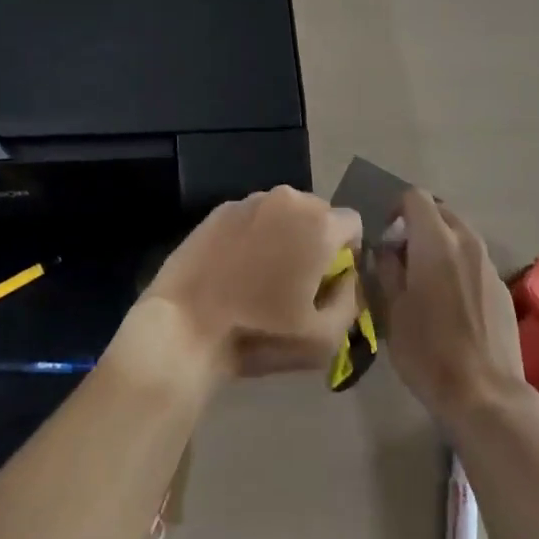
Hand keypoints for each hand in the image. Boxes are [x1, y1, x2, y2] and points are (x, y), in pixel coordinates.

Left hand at [136, 185, 362, 385]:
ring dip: (285, 235)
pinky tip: (236, 268)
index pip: (353, 223)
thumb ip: (351, 301)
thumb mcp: (325, 339)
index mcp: (318, 225)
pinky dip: (254, 235)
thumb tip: (348, 278)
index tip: (330, 282)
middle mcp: (288, 200)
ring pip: (284, 212)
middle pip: (318, 213)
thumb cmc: (261, 333)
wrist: (186, 326)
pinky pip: (253, 216)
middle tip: (298, 280)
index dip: (348, 253)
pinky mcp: (220, 209)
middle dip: (317, 241)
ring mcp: (250, 201)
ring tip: (264, 274)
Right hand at [375, 190, 528, 425]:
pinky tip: (452, 302)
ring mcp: (488, 264)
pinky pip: (475, 260)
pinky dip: (459, 265)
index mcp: (435, 240)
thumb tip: (386, 250)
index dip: (396, 209)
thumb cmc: (429, 351)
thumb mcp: (393, 310)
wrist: (486, 395)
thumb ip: (387, 269)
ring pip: (460, 235)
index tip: (386, 237)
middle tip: (403, 256)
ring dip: (440, 243)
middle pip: (441, 211)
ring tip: (426, 279)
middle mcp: (466, 241)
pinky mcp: (502, 287)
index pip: (415, 197)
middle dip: (419, 224)